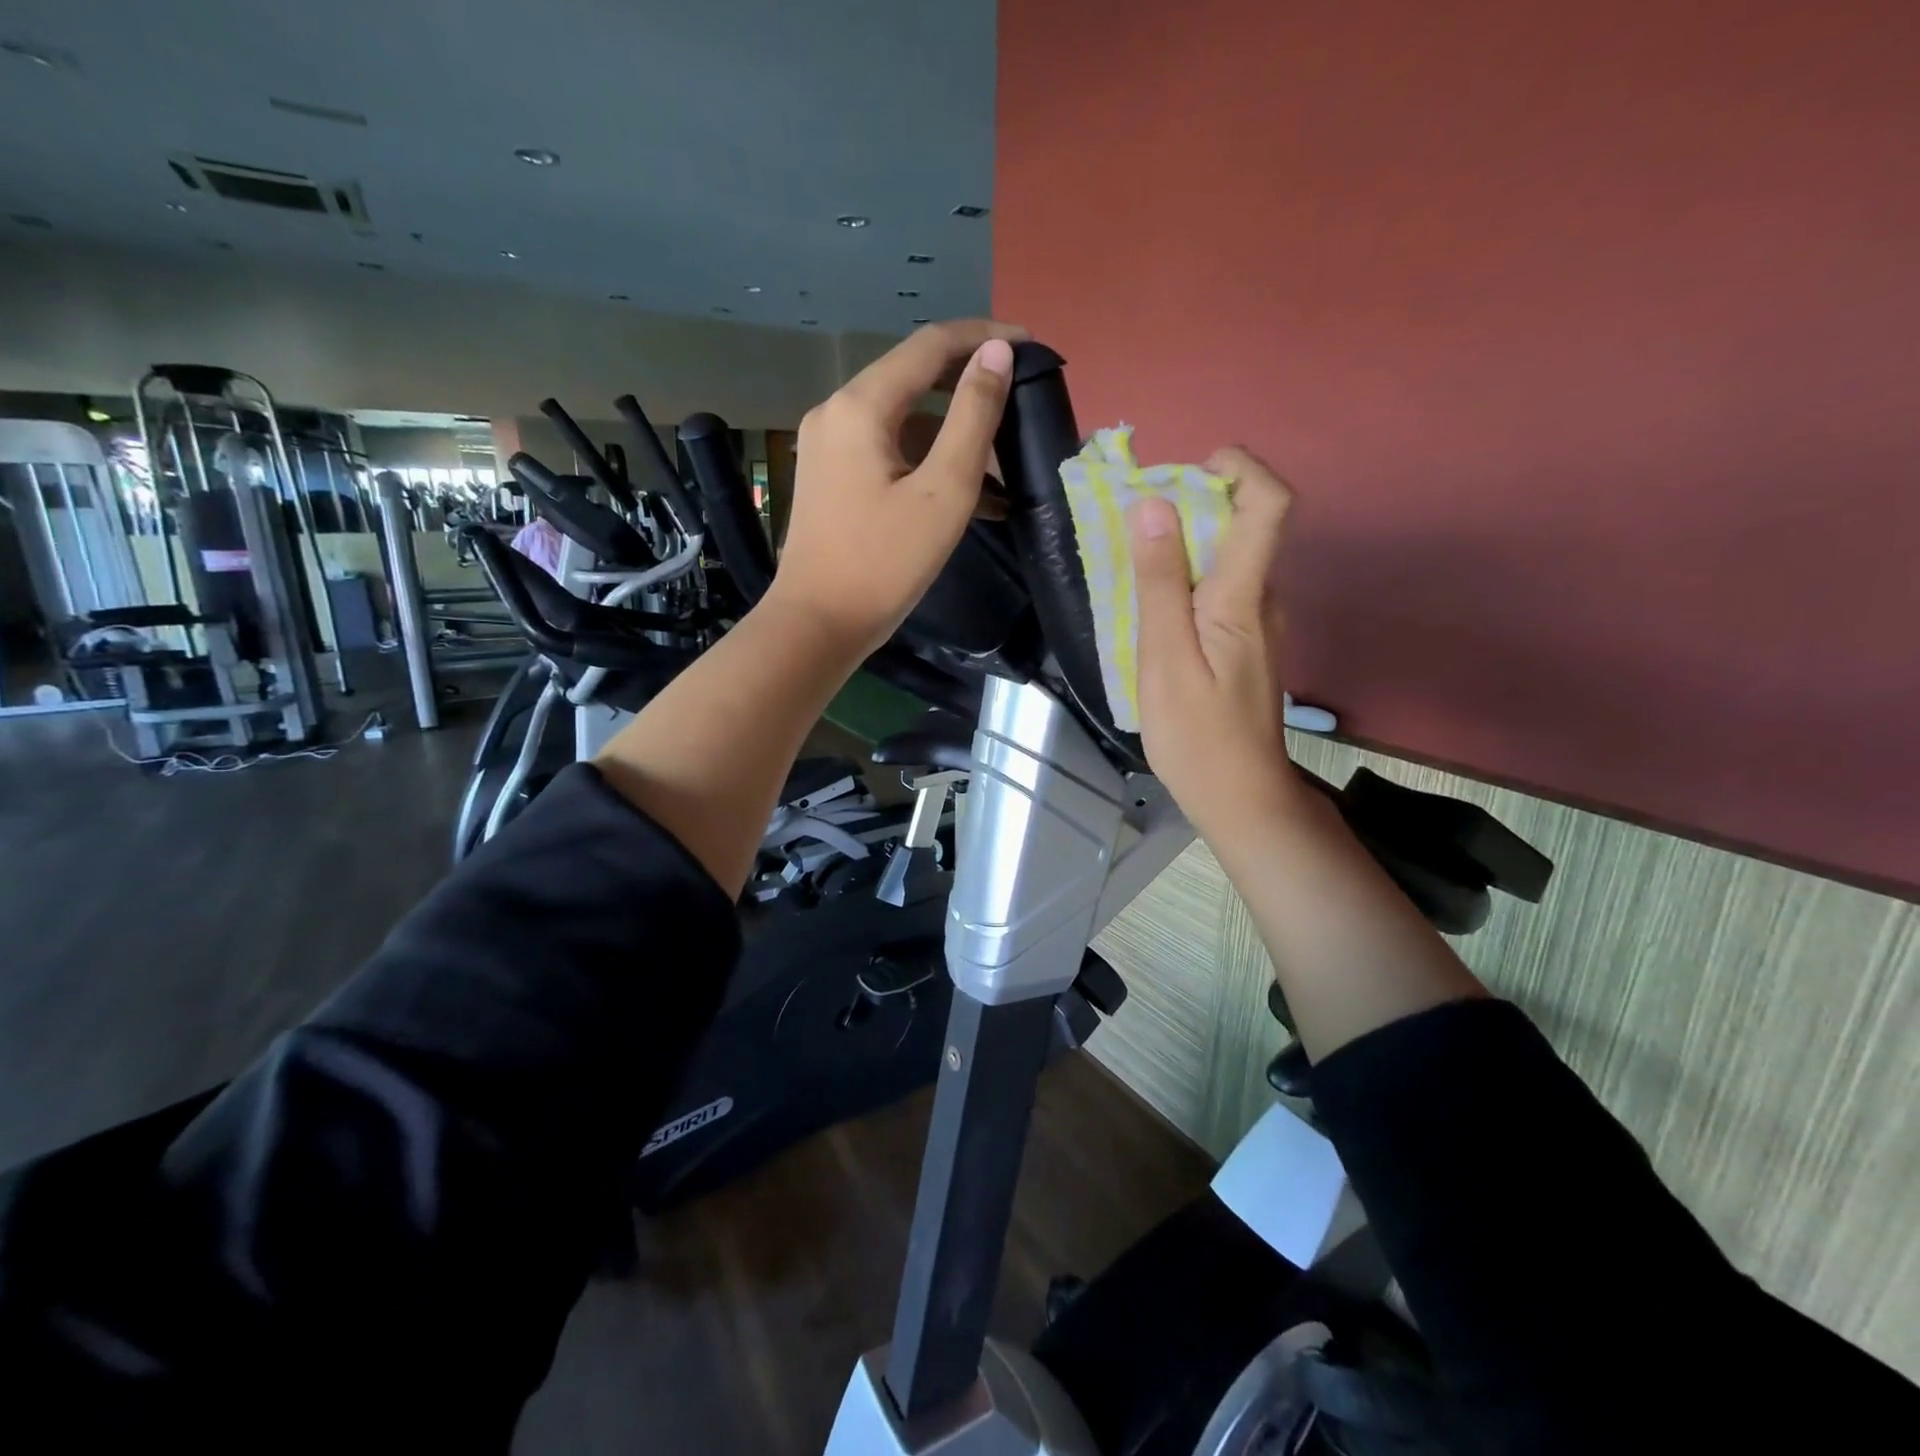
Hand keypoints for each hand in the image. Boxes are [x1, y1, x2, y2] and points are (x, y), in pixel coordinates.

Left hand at [768, 319, 1027, 656]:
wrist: (818, 625)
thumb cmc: (884, 564)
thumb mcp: (943, 491)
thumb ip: (973, 417)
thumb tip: (996, 354)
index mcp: (861, 406)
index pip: (929, 346)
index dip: (984, 338)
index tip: (1030, 346)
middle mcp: (836, 412)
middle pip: (913, 378)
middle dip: (969, 387)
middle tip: (1019, 401)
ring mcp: (828, 446)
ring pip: (902, 421)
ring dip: (952, 436)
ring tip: (1003, 468)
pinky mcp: (830, 477)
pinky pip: (887, 452)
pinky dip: (925, 463)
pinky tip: (965, 494)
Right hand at [1130, 448, 1300, 840]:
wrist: (1239, 796)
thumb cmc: (1196, 734)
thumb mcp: (1165, 657)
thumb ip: (1160, 583)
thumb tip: (1154, 505)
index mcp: (1243, 596)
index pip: (1268, 504)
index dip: (1239, 467)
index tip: (1188, 468)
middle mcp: (1262, 599)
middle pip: (1245, 525)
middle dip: (1193, 504)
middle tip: (1134, 522)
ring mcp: (1257, 624)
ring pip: (1228, 560)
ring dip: (1184, 544)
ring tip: (1131, 563)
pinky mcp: (1245, 645)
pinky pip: (1220, 591)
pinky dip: (1187, 580)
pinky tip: (1152, 609)